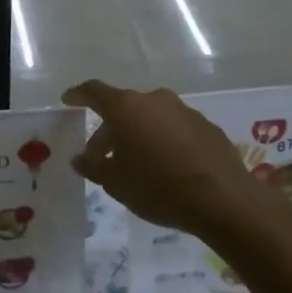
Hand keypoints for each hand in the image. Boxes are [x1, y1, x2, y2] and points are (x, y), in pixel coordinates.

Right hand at [63, 80, 276, 239]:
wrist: (223, 200)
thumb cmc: (158, 188)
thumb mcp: (116, 183)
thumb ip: (93, 166)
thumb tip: (80, 158)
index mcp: (126, 108)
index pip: (94, 92)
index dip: (78, 95)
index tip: (68, 99)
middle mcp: (154, 100)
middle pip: (123, 108)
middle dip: (109, 130)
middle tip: (101, 156)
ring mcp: (184, 110)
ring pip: (150, 117)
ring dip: (138, 134)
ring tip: (135, 163)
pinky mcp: (206, 126)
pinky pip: (175, 128)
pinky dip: (164, 140)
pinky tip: (166, 166)